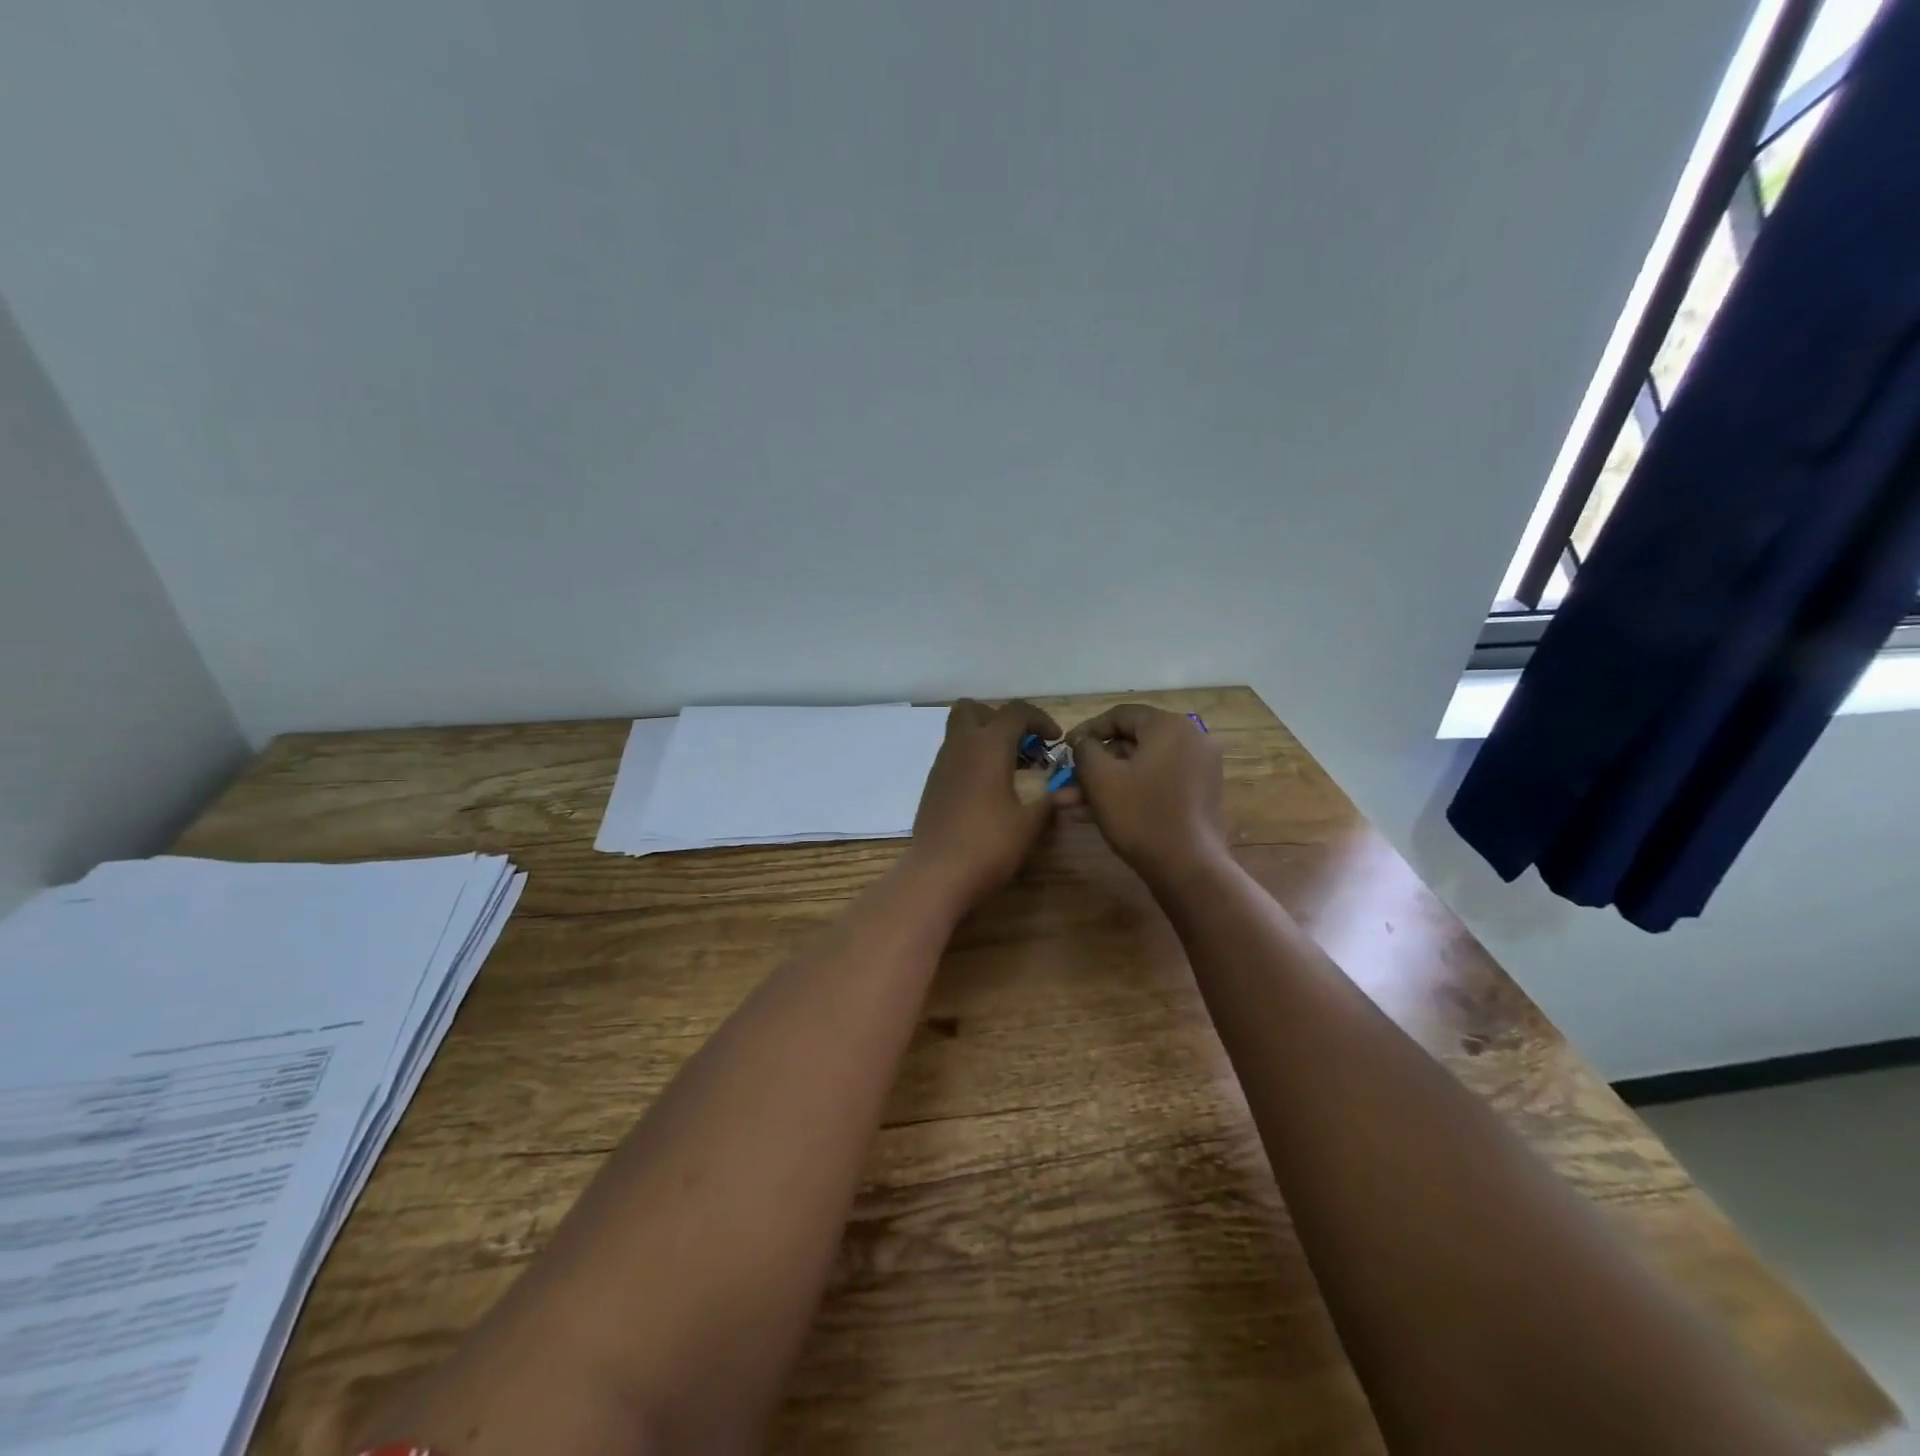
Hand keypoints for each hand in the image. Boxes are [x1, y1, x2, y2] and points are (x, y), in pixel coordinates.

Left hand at [907, 699, 1063, 906]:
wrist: (938, 874)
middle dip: (1001, 719)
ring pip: (960, 732)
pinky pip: (953, 756)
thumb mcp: (1030, 823)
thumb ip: (1049, 800)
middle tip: (1021, 746)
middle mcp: (961, 745)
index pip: (1016, 712)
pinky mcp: (932, 784)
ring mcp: (941, 764)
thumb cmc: (989, 844)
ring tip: (1009, 769)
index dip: (1040, 719)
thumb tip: (1064, 792)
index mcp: (988, 745)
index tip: (1055, 741)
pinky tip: (987, 790)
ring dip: (984, 739)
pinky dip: (971, 759)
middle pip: (975, 709)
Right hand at [1068, 704, 1225, 884]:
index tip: (1065, 749)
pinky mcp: (1198, 795)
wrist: (1188, 867)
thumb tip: (1084, 742)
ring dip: (1105, 784)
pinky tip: (1094, 815)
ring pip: (1139, 768)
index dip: (1087, 729)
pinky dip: (1128, 793)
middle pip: (1130, 743)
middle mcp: (1190, 739)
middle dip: (1094, 766)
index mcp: (1169, 726)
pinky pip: (1156, 783)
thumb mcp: (1100, 778)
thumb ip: (1085, 749)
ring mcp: (1198, 768)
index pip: (1120, 715)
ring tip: (1070, 805)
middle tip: (1066, 782)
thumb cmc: (1140, 815)